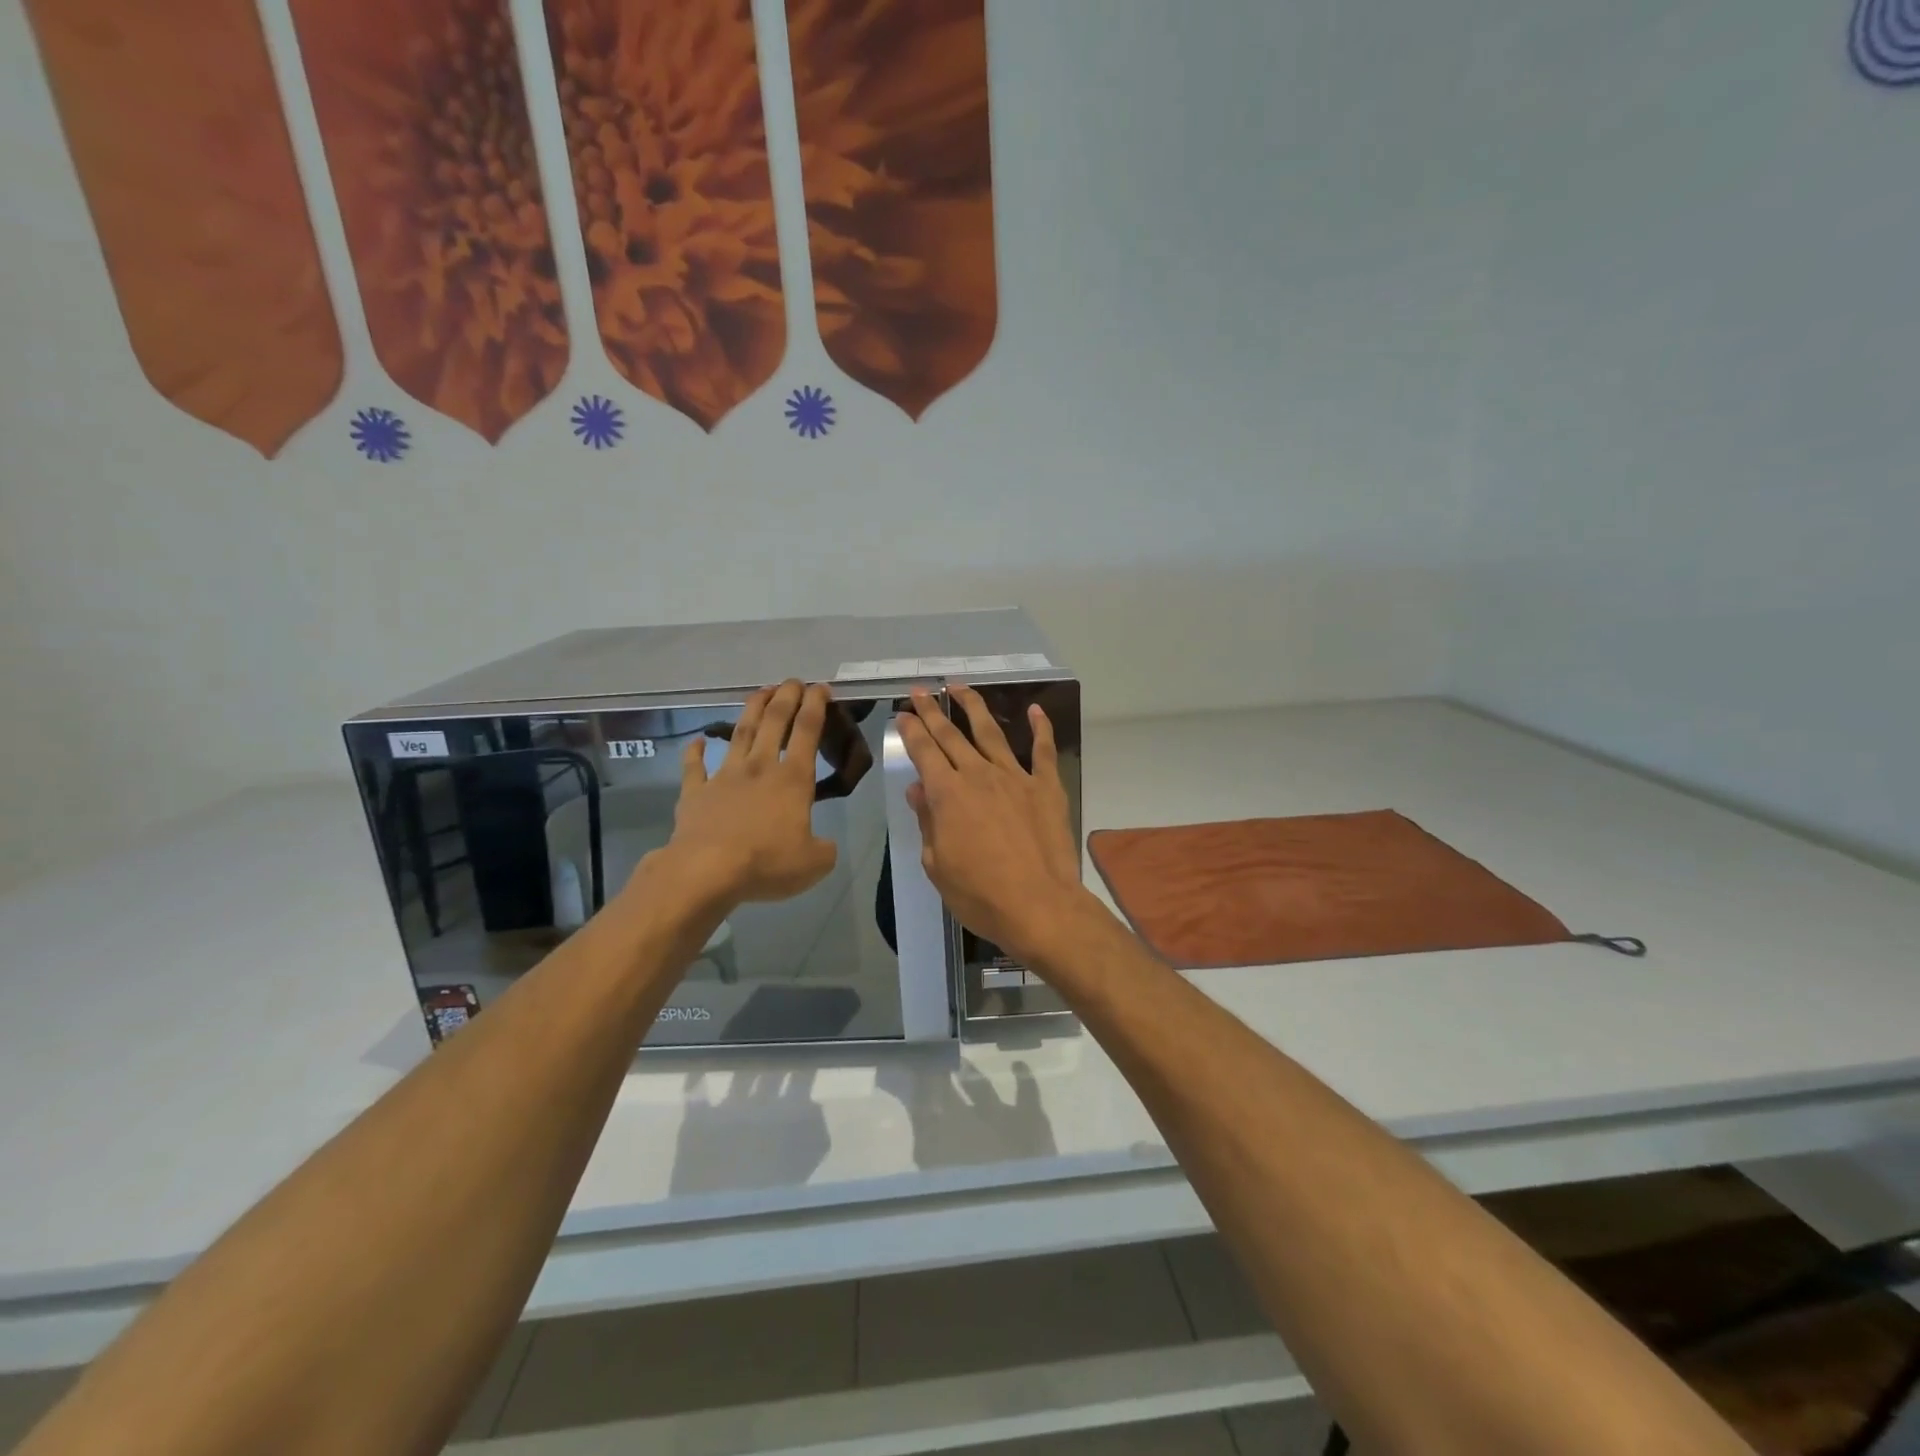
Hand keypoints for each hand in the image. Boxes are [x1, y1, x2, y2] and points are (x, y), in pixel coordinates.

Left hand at [656, 680, 838, 905]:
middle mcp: (760, 768)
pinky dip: (695, 752)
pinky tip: (697, 740)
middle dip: (785, 697)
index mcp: (793, 779)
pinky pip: (694, 767)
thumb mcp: (814, 863)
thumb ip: (824, 849)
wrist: (706, 869)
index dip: (816, 705)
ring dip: (750, 710)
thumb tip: (823, 845)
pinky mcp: (696, 792)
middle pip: (774, 721)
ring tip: (759, 692)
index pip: (807, 731)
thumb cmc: (766, 862)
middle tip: (792, 681)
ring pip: (740, 733)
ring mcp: (724, 776)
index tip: (821, 687)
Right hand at [897, 685, 1086, 962]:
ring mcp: (1015, 777)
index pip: (923, 751)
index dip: (910, 730)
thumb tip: (918, 789)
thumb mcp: (937, 864)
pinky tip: (1035, 709)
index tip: (903, 713)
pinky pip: (1043, 750)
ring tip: (960, 686)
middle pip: (951, 734)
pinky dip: (1040, 727)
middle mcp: (978, 775)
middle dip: (932, 710)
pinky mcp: (1046, 787)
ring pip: (990, 732)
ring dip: (973, 706)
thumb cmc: (980, 894)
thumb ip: (927, 822)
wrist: (1039, 906)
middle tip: (921, 691)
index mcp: (947, 794)